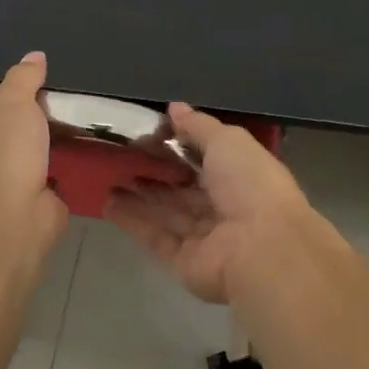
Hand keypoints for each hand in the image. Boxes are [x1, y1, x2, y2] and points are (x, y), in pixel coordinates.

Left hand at [0, 53, 69, 251]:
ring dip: (42, 147)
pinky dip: (59, 168)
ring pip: (22, 157)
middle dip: (20, 124)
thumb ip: (24, 78)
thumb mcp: (13, 102)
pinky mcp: (27, 202)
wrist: (15, 215)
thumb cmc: (2, 152)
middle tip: (52, 101)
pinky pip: (46, 177)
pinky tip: (80, 151)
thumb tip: (35, 56)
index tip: (16, 90)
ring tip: (71, 122)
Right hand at [106, 103, 317, 303]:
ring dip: (138, 196)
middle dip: (155, 173)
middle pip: (183, 188)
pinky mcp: (183, 260)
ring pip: (166, 212)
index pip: (206, 159)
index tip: (147, 134)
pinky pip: (154, 237)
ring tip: (108, 177)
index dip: (178, 146)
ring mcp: (203, 236)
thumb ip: (198, 126)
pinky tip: (108, 203)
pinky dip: (132, 220)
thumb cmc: (250, 184)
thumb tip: (174, 108)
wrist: (260, 248)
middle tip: (121, 156)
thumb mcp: (227, 141)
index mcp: (241, 175)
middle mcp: (223, 206)